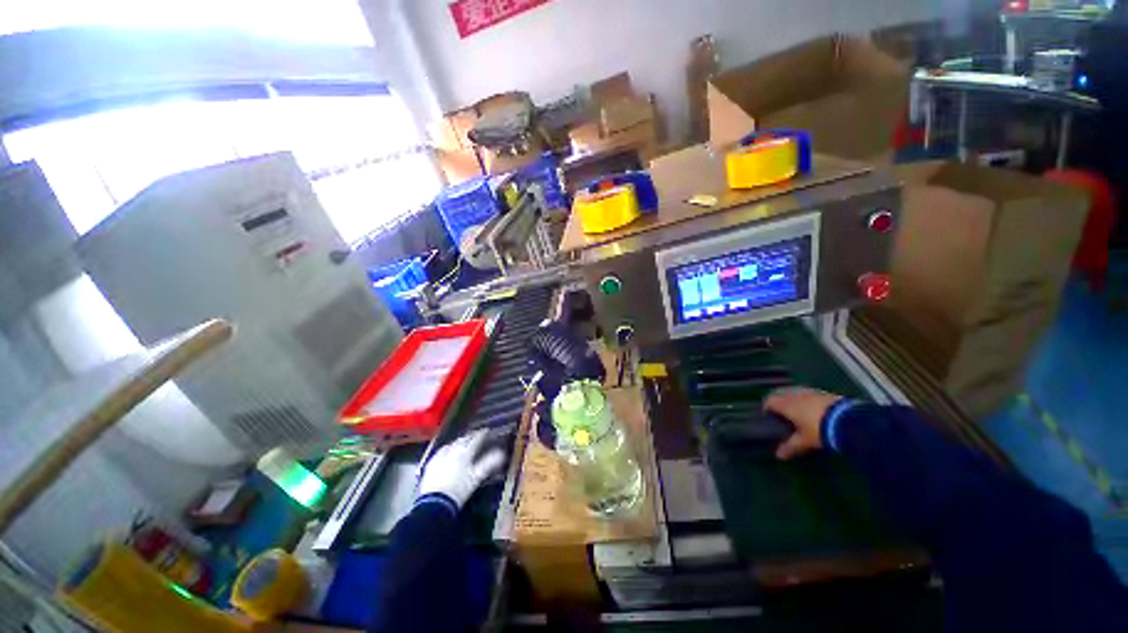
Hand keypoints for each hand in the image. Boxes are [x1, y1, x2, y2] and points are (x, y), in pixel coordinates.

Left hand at [418, 429, 506, 507]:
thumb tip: (502, 453)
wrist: (435, 502)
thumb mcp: (477, 477)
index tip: (487, 430)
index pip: (475, 439)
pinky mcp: (431, 464)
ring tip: (463, 441)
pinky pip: (441, 451)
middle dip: (471, 436)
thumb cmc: (459, 489)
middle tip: (476, 435)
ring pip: (452, 443)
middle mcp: (452, 450)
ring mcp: (440, 456)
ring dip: (459, 441)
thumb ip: (489, 463)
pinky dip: (448, 448)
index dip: (482, 434)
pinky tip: (447, 451)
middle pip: (463, 439)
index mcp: (465, 452)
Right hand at [764, 387, 843, 460]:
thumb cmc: (818, 430)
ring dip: (793, 399)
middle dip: (779, 402)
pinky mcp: (823, 392)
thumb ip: (790, 446)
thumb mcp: (804, 441)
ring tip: (798, 411)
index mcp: (785, 404)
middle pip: (780, 394)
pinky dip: (806, 399)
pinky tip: (814, 409)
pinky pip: (808, 393)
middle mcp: (794, 394)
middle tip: (783, 414)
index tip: (769, 417)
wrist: (848, 421)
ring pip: (794, 392)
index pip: (769, 401)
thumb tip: (778, 455)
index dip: (767, 408)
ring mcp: (809, 391)